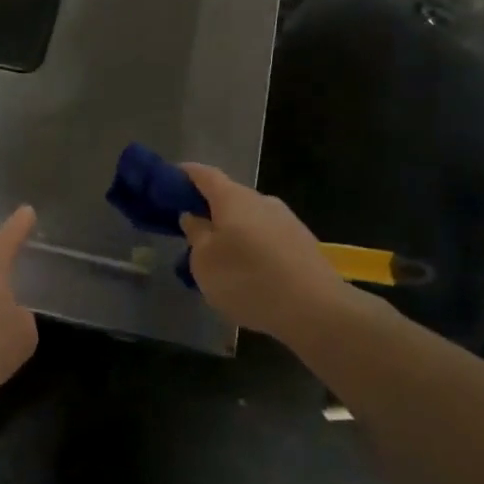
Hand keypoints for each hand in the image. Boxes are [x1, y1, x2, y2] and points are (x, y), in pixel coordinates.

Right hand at [178, 163, 347, 341]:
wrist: (316, 309)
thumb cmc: (247, 280)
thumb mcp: (204, 262)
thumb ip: (195, 234)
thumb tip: (193, 216)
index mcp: (233, 198)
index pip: (204, 174)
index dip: (185, 174)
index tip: (168, 182)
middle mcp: (261, 200)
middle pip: (228, 196)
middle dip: (208, 210)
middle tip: (190, 233)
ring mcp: (286, 220)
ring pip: (249, 218)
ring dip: (231, 231)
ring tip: (220, 260)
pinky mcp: (302, 242)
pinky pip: (266, 236)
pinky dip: (251, 247)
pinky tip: (249, 273)